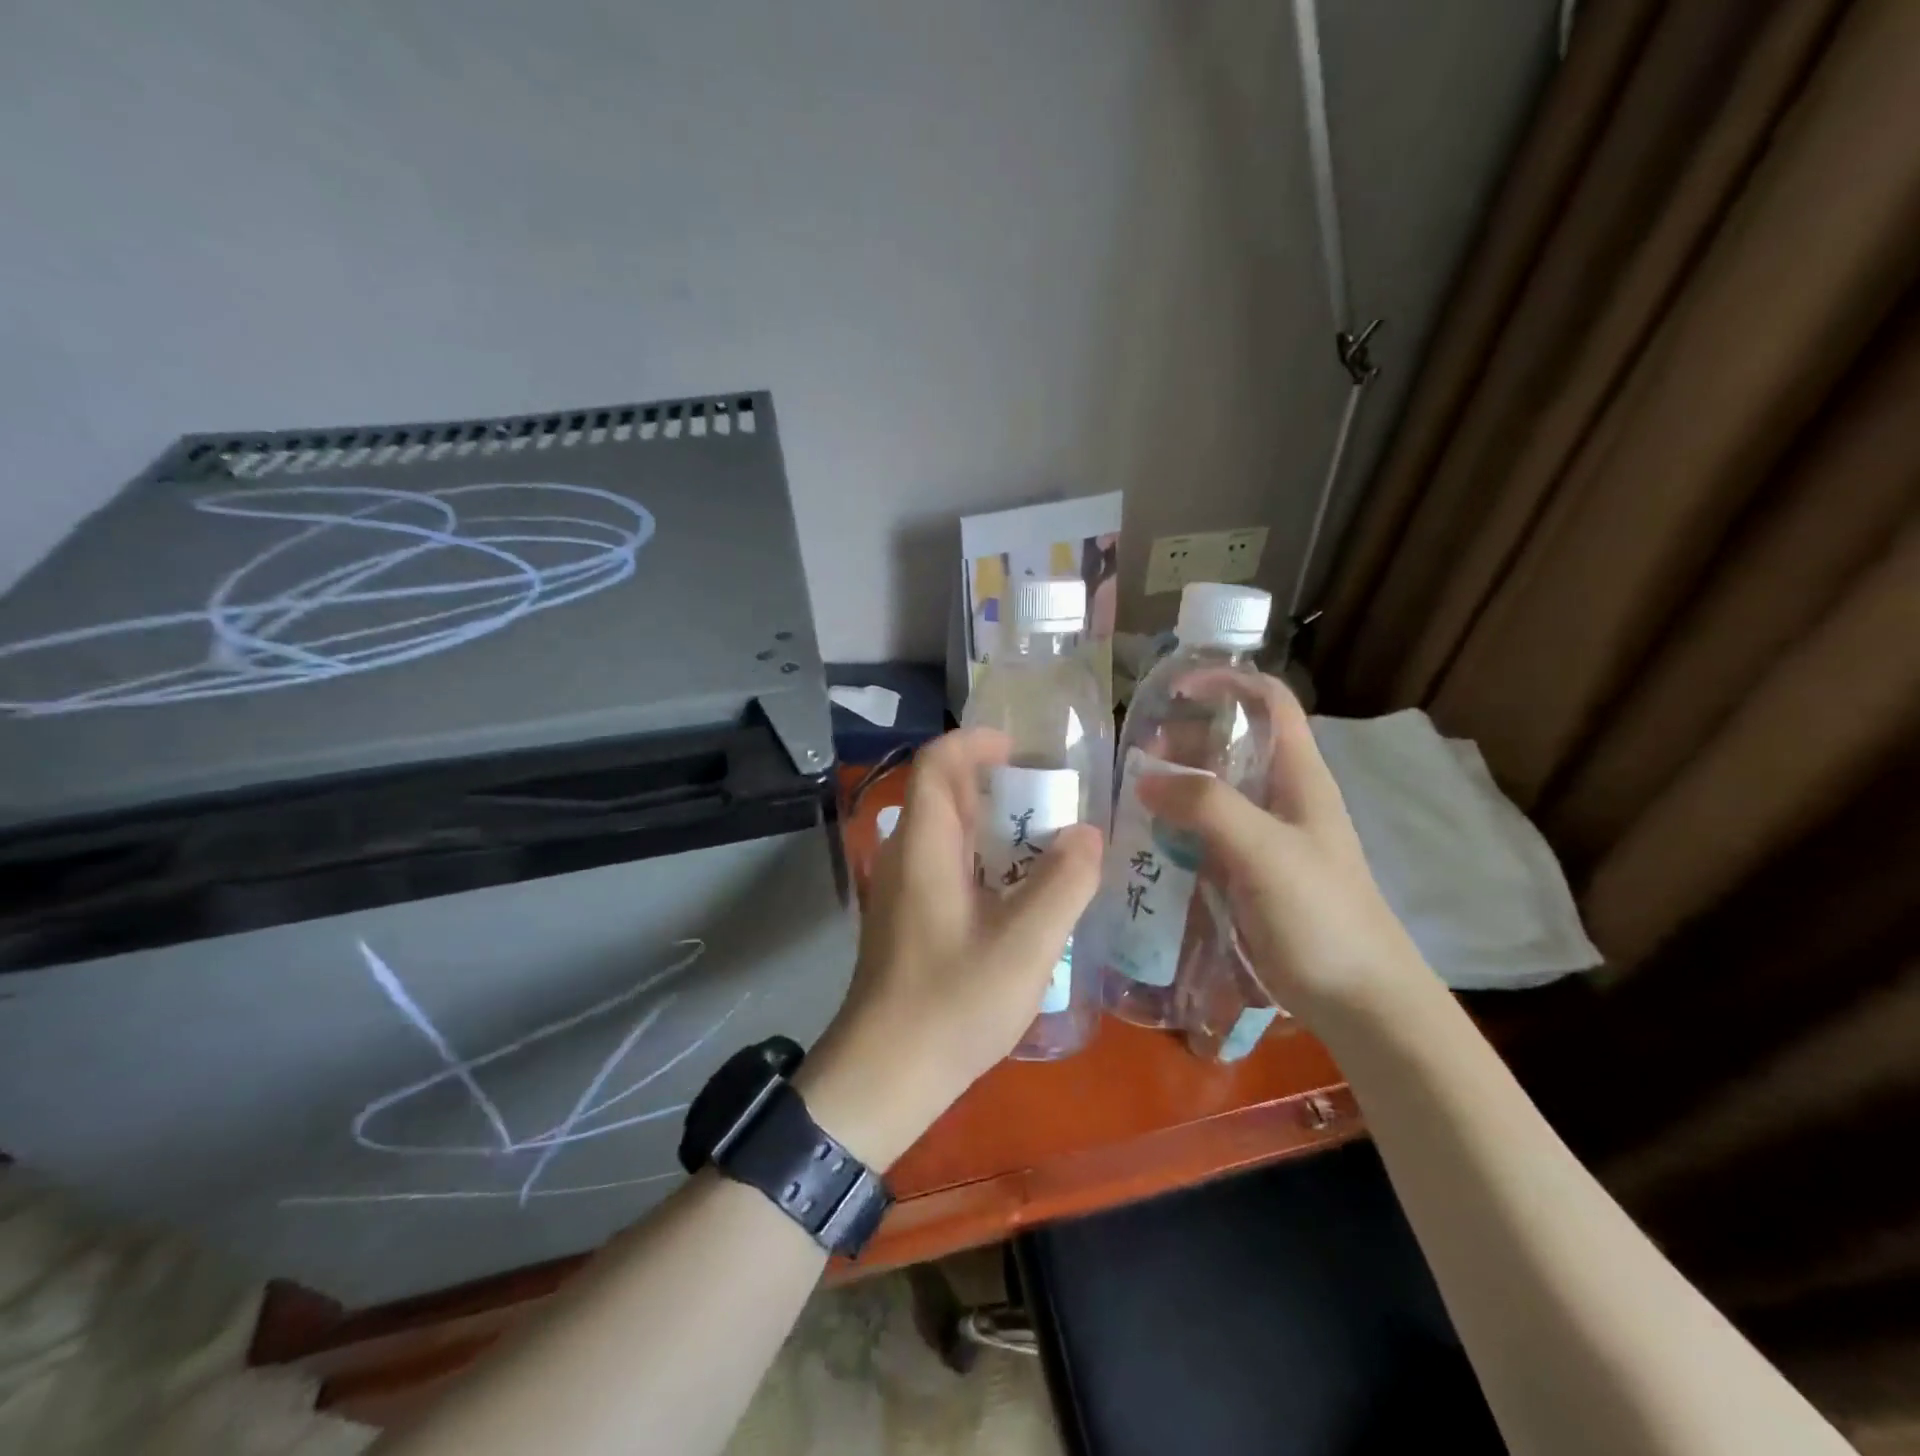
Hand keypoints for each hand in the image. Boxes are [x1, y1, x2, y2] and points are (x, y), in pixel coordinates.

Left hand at [797, 729, 1102, 1168]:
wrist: (884, 1077)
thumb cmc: (951, 1005)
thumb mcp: (1024, 945)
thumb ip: (1063, 884)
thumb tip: (1088, 834)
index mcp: (923, 846)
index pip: (936, 764)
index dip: (974, 743)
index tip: (1021, 748)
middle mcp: (905, 857)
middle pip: (943, 795)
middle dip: (994, 784)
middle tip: (1051, 798)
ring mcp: (902, 891)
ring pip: (946, 834)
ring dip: (992, 826)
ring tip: (1046, 841)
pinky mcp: (907, 921)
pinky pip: (945, 867)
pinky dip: (982, 860)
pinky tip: (1019, 893)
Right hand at [1135, 674, 1429, 1030]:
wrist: (1358, 999)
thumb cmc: (1323, 915)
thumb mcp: (1266, 851)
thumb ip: (1208, 807)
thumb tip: (1145, 780)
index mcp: (1298, 775)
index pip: (1268, 701)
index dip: (1226, 683)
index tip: (1174, 691)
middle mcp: (1278, 796)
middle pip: (1229, 745)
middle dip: (1182, 740)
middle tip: (1135, 757)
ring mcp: (1261, 837)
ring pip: (1211, 793)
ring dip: (1172, 788)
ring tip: (1127, 797)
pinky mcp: (1244, 873)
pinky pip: (1202, 836)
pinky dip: (1172, 830)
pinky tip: (1142, 842)